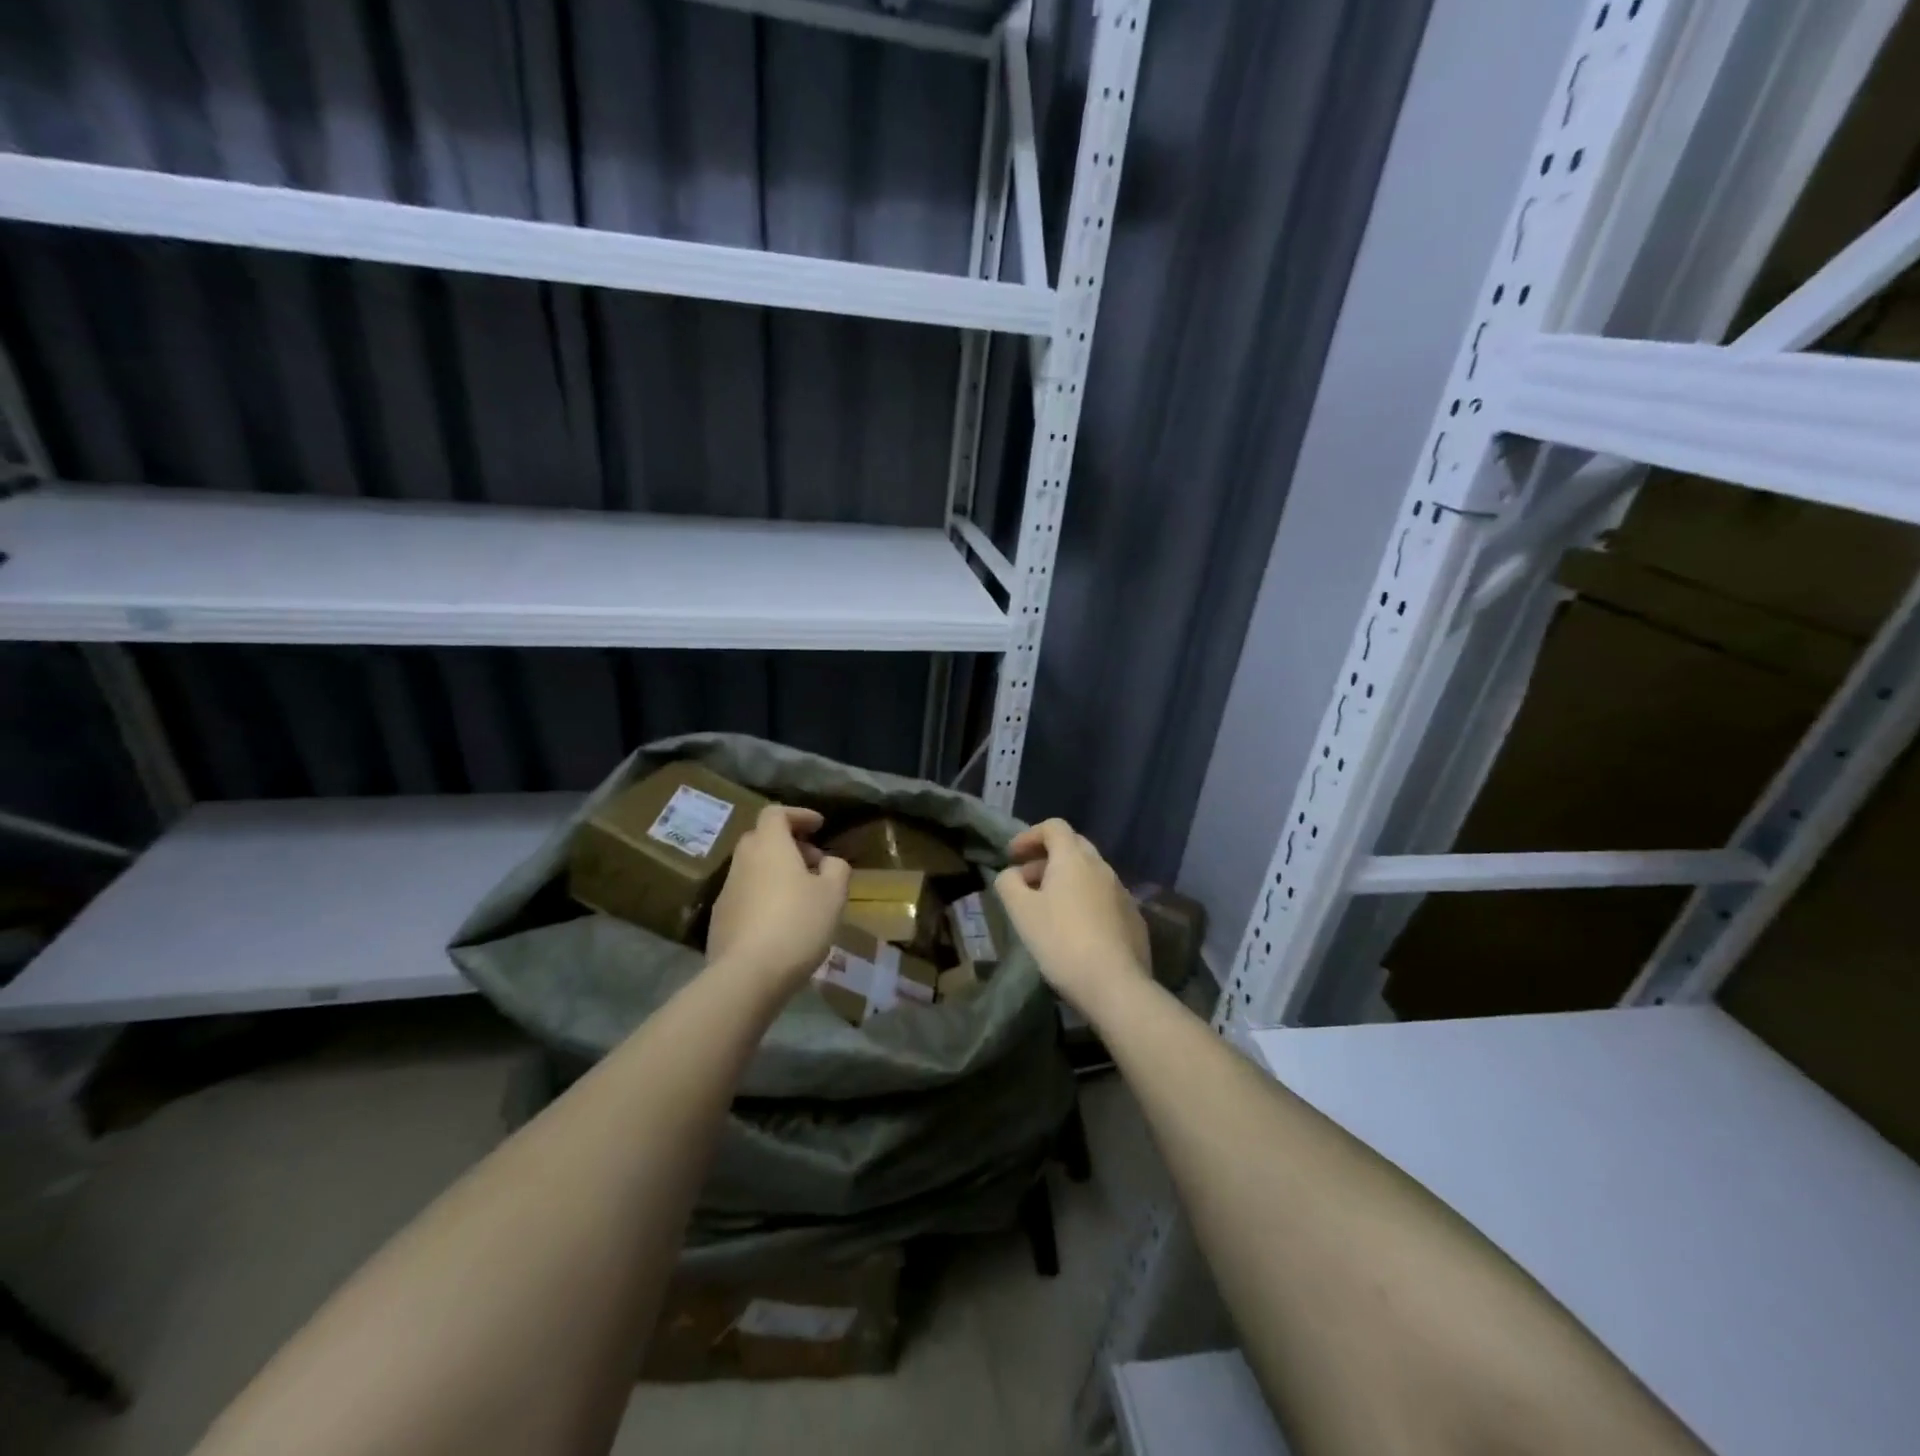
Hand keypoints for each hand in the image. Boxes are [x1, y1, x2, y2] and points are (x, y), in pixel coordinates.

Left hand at [708, 805, 850, 992]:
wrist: (747, 975)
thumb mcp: (833, 894)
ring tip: (802, 895)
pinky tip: (781, 921)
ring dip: (777, 871)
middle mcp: (743, 861)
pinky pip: (746, 894)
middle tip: (814, 863)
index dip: (798, 815)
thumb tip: (828, 863)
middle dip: (789, 844)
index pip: (776, 813)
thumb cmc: (797, 924)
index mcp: (769, 846)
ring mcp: (727, 890)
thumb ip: (836, 869)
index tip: (819, 826)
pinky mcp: (720, 918)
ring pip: (753, 867)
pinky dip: (764, 895)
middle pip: (762, 838)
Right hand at [995, 818, 1149, 1017]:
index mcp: (1074, 859)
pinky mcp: (1133, 918)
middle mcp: (1101, 867)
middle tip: (1027, 880)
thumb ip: (1009, 884)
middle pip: (1074, 847)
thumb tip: (1011, 874)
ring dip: (1067, 881)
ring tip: (1048, 908)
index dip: (1030, 836)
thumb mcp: (1021, 911)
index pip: (1054, 827)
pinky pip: (1104, 897)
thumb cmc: (1060, 941)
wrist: (1114, 984)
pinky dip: (1085, 901)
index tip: (1012, 856)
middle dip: (1047, 858)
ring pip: (1090, 874)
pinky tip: (1076, 929)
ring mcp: (1122, 892)